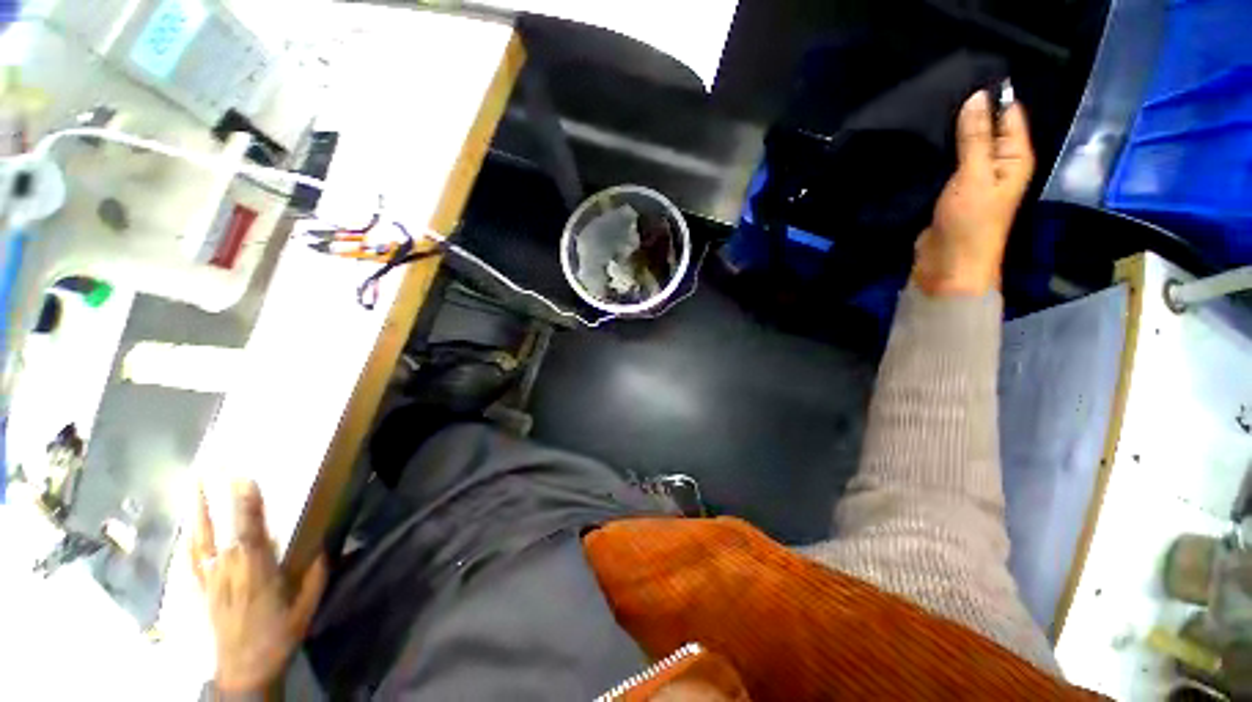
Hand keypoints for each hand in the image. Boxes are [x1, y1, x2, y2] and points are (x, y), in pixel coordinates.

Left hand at [191, 481, 327, 693]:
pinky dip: (188, 540)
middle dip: (216, 498)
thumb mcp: (306, 608)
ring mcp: (211, 580)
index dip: (246, 504)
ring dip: (197, 512)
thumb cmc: (278, 636)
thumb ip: (315, 575)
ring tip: (193, 486)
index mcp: (258, 573)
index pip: (250, 531)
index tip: (243, 477)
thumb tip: (326, 546)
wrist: (243, 671)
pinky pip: (191, 561)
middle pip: (221, 530)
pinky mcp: (201, 591)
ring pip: (200, 540)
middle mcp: (229, 571)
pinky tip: (186, 528)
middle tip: (211, 469)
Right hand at [912, 88, 1034, 295]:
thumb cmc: (970, 221)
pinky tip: (923, 143)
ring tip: (927, 112)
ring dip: (950, 134)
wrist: (948, 264)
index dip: (992, 95)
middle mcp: (998, 163)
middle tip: (938, 92)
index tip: (964, 76)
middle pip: (986, 128)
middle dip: (966, 113)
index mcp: (1015, 156)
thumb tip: (977, 97)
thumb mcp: (975, 175)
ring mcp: (973, 177)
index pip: (1009, 113)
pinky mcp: (951, 191)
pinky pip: (948, 164)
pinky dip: (939, 154)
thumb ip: (976, 137)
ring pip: (964, 146)